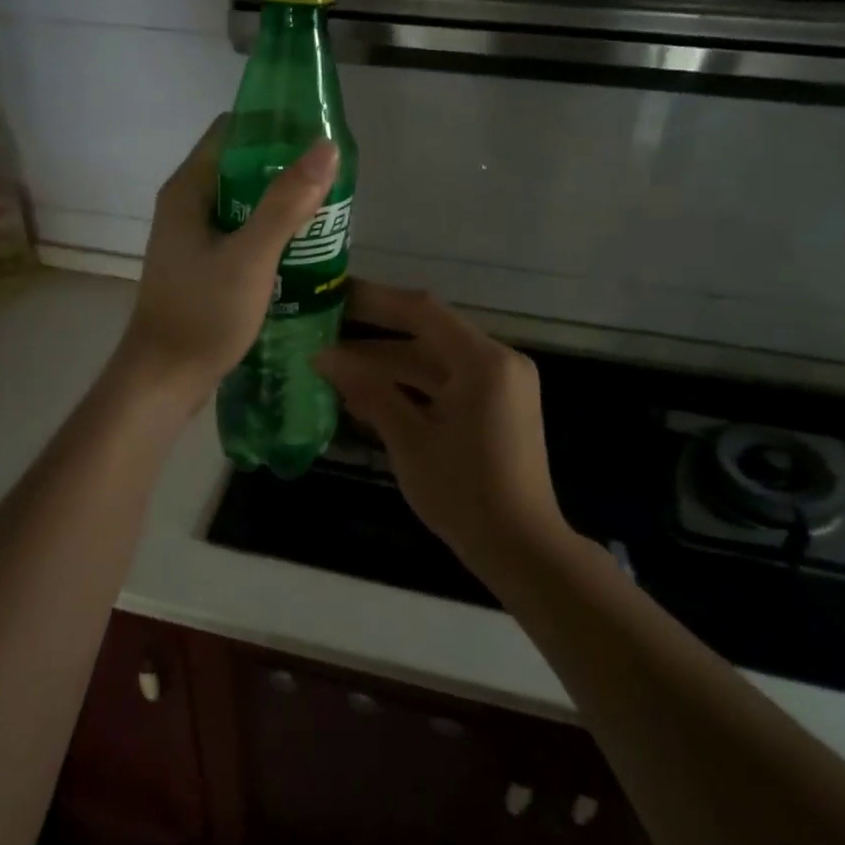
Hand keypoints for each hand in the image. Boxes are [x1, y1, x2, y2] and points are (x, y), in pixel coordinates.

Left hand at [116, 115, 337, 411]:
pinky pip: (240, 236)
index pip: (231, 132)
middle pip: (240, 168)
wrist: (164, 378)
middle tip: (332, 180)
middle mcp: (186, 206)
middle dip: (284, 169)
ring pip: (243, 205)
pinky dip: (268, 235)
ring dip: (280, 205)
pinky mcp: (201, 267)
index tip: (317, 136)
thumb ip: (286, 203)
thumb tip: (325, 148)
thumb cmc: (203, 314)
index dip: (273, 128)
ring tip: (326, 212)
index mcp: (188, 190)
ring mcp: (192, 239)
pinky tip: (301, 250)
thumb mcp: (251, 257)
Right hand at [313, 283, 569, 563]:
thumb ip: (369, 390)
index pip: (422, 311)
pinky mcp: (496, 408)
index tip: (333, 295)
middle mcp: (498, 363)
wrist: (521, 549)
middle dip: (374, 337)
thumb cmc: (464, 493)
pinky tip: (367, 396)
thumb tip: (325, 357)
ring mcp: (500, 386)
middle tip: (324, 331)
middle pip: (427, 335)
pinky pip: (447, 385)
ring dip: (388, 366)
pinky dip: (410, 388)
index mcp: (484, 362)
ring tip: (334, 368)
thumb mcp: (410, 440)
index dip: (375, 299)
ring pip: (434, 363)